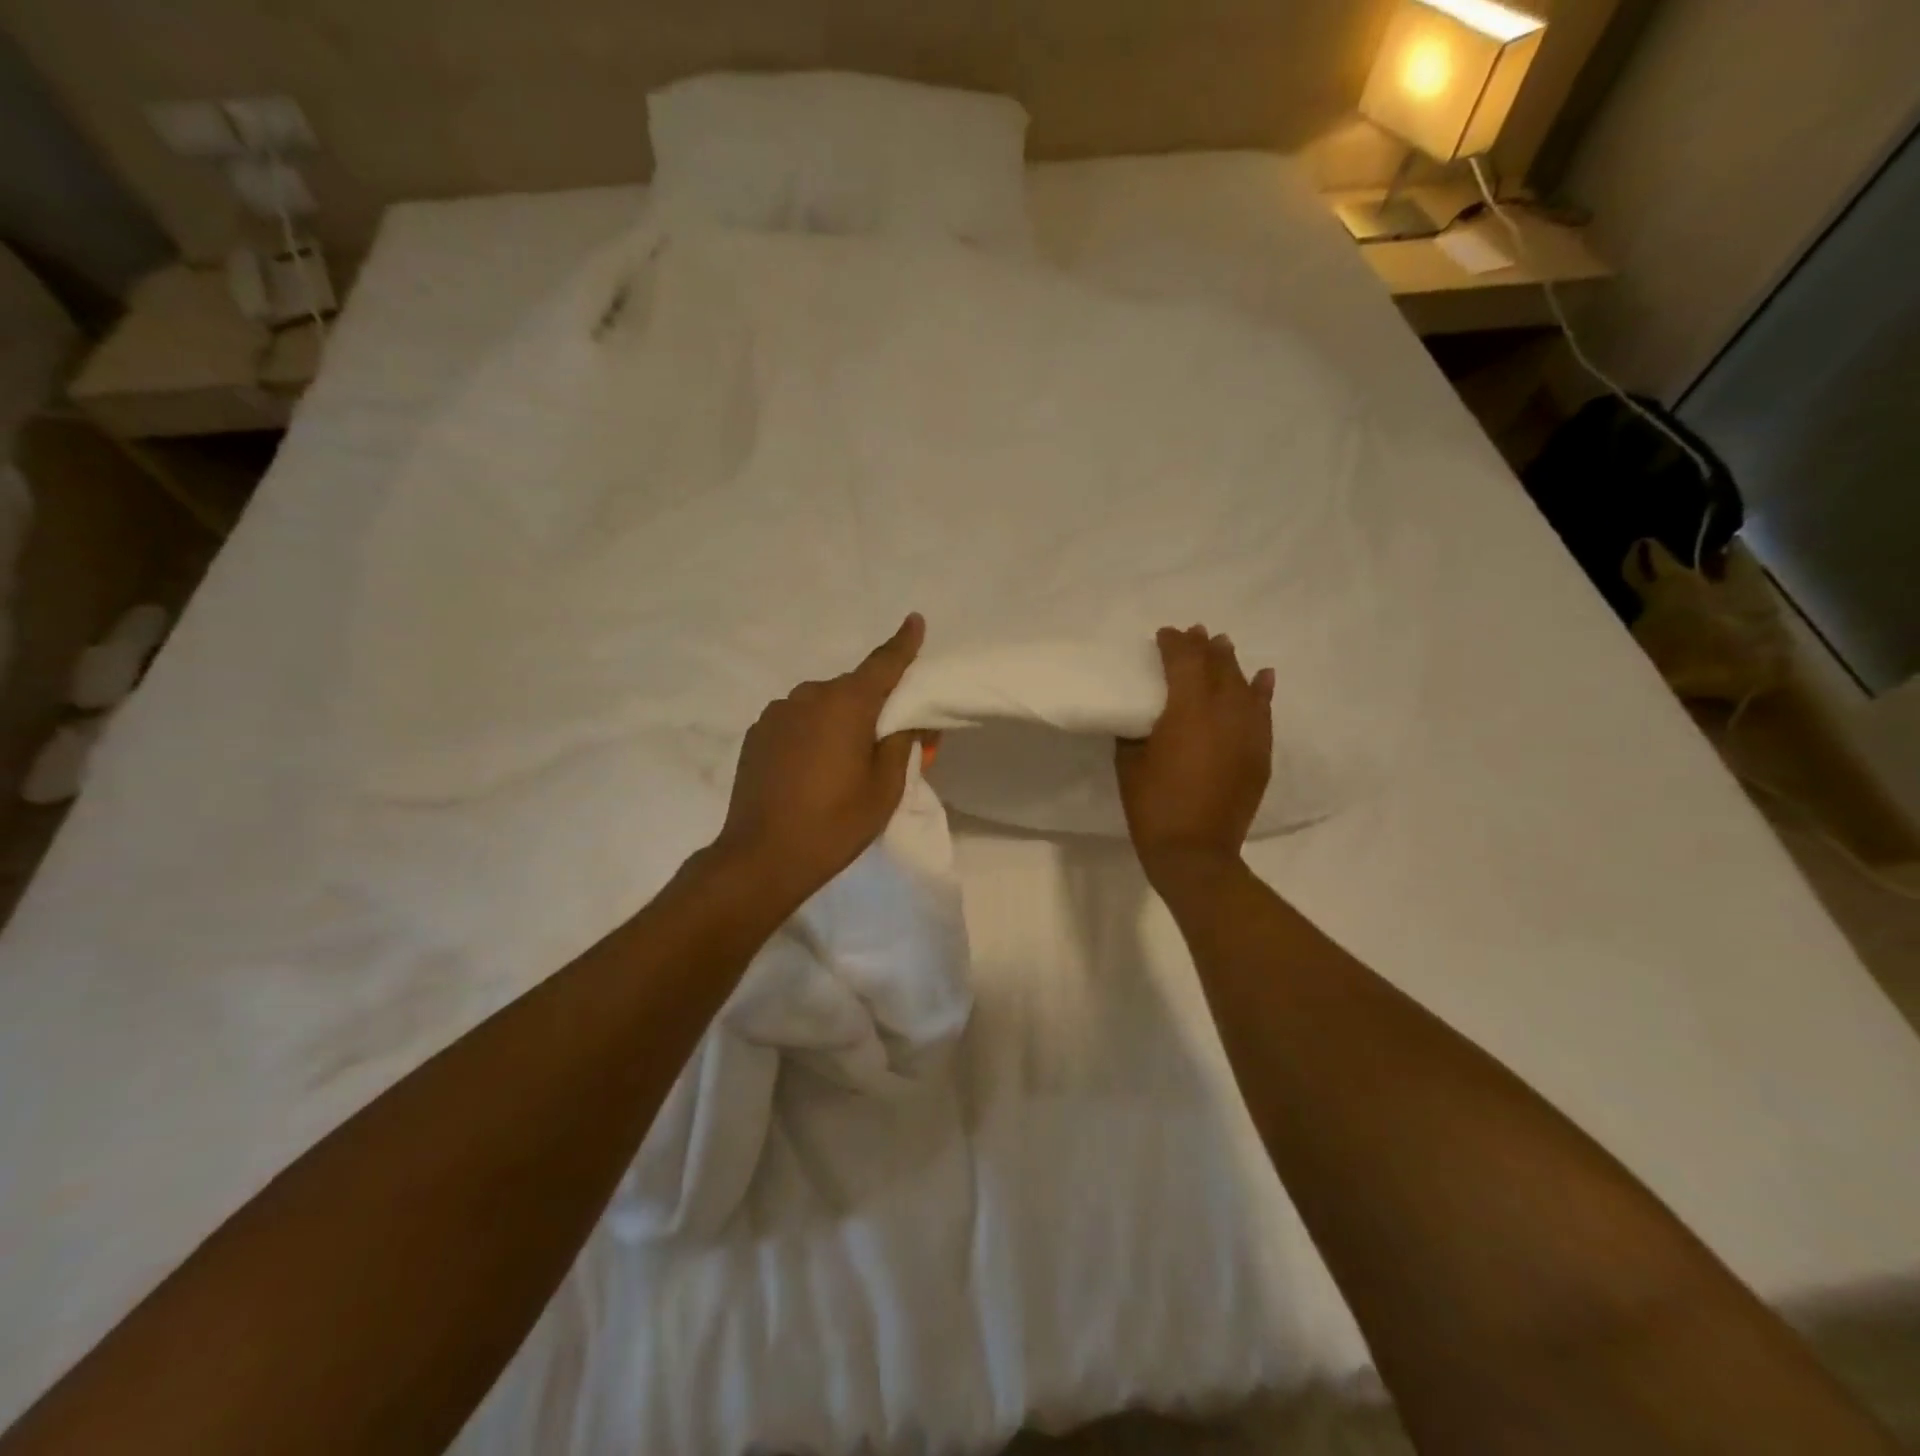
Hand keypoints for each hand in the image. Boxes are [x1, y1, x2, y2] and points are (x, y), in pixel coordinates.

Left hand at [710, 614, 926, 913]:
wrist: (762, 856)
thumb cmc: (835, 823)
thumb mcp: (885, 788)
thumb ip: (902, 743)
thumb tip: (907, 718)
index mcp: (847, 704)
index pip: (883, 664)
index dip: (903, 643)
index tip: (914, 620)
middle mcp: (809, 696)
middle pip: (852, 688)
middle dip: (872, 704)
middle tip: (886, 737)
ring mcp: (777, 713)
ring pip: (821, 704)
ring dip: (838, 719)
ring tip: (843, 760)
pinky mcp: (757, 733)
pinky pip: (796, 720)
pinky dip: (812, 732)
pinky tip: (811, 767)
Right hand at [1116, 625, 1274, 882]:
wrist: (1195, 852)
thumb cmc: (1153, 806)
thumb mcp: (1129, 762)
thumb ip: (1136, 730)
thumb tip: (1143, 716)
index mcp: (1187, 710)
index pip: (1184, 661)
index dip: (1174, 644)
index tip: (1163, 634)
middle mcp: (1224, 712)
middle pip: (1217, 666)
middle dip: (1204, 647)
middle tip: (1195, 634)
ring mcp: (1248, 732)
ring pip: (1243, 684)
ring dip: (1231, 663)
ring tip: (1223, 646)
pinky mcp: (1260, 752)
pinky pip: (1263, 712)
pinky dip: (1262, 692)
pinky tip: (1263, 677)